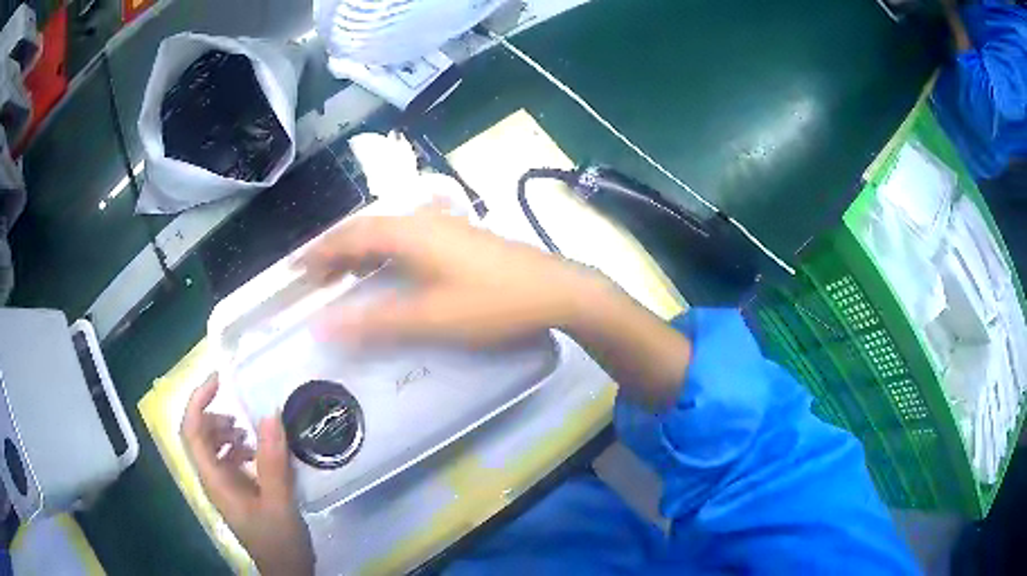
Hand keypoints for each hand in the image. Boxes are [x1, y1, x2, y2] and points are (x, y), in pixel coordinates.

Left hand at [181, 377, 314, 575]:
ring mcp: (223, 486)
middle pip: (197, 435)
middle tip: (240, 410)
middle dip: (214, 415)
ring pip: (211, 447)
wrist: (286, 570)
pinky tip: (257, 453)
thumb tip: (270, 414)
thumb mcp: (280, 502)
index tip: (218, 380)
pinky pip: (226, 459)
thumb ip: (273, 461)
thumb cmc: (279, 540)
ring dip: (225, 431)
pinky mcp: (236, 492)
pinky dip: (237, 447)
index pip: (191, 431)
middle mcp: (212, 479)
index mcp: (215, 480)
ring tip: (250, 432)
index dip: (197, 401)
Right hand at [300, 209, 690, 408]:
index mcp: (409, 233)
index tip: (295, 270)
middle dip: (335, 253)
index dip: (319, 252)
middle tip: (314, 279)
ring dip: (360, 253)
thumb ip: (376, 323)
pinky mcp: (460, 237)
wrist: (556, 290)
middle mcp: (422, 220)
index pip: (349, 237)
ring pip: (387, 233)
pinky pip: (407, 239)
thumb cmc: (493, 303)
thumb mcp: (431, 318)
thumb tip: (324, 327)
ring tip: (342, 277)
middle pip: (366, 231)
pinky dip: (385, 254)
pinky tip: (388, 270)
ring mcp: (444, 225)